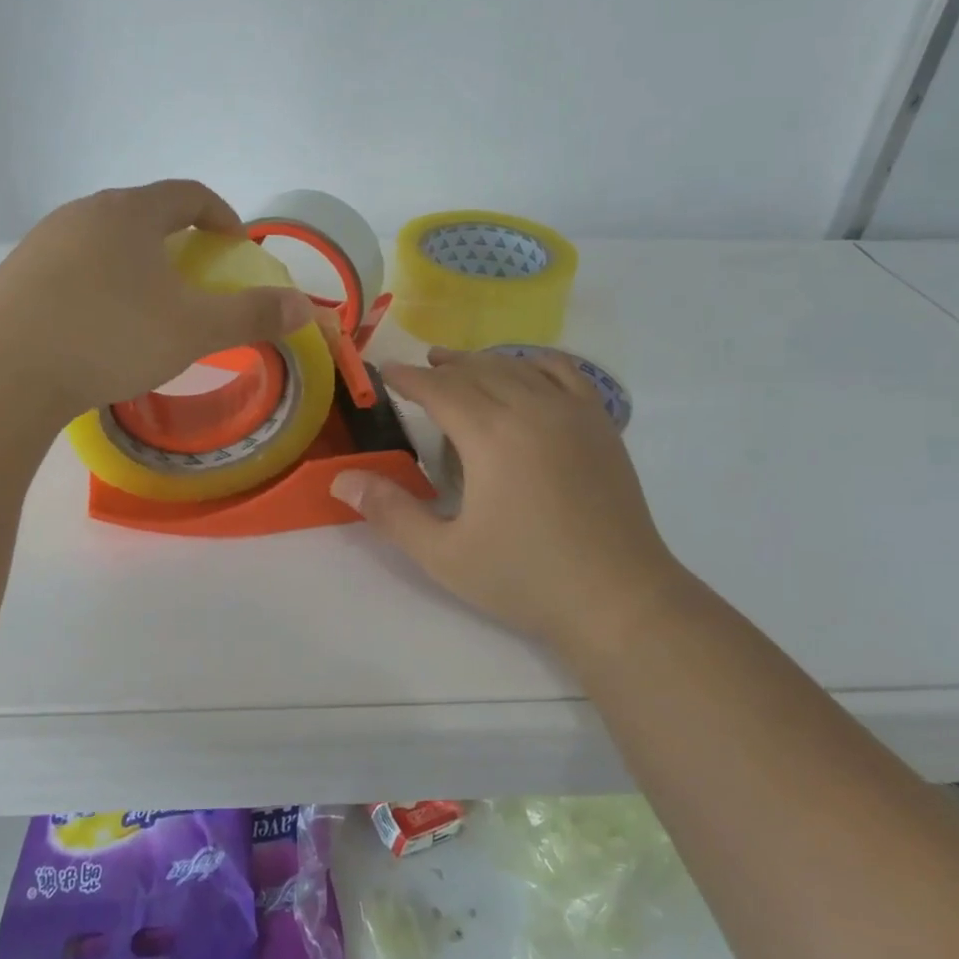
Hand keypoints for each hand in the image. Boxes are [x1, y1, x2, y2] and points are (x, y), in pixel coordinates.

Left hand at [0, 180, 310, 420]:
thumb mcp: (192, 330)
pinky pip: (73, 268)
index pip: (188, 194)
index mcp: (131, 213)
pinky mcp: (16, 276)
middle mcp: (84, 214)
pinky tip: (99, 328)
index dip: (221, 215)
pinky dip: (100, 285)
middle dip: (178, 241)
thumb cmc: (109, 336)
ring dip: (136, 264)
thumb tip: (303, 307)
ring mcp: (43, 243)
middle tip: (195, 278)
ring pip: (105, 242)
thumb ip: (250, 315)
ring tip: (148, 306)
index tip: (235, 246)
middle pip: (144, 214)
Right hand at [330, 347, 683, 655]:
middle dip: (443, 367)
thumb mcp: (444, 554)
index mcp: (490, 435)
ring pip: (517, 367)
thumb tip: (341, 479)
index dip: (408, 379)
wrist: (618, 598)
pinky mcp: (600, 425)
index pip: (439, 390)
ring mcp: (572, 412)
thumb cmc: (525, 579)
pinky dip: (536, 362)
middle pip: (477, 371)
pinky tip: (526, 369)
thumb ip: (390, 512)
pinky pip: (565, 373)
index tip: (385, 373)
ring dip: (483, 361)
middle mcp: (531, 408)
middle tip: (419, 369)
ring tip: (461, 365)